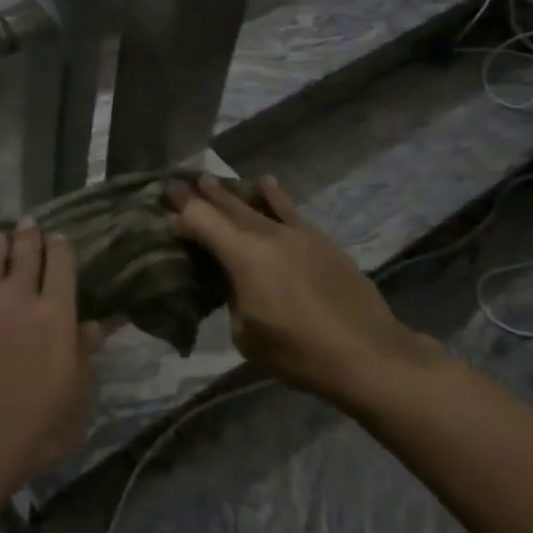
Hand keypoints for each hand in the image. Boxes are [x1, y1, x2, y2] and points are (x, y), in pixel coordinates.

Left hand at [0, 223, 101, 500]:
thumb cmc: (31, 433)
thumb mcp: (76, 401)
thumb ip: (86, 356)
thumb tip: (98, 324)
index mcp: (56, 314)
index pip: (62, 259)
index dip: (61, 244)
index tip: (59, 240)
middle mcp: (18, 294)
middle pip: (26, 245)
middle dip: (30, 233)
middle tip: (29, 229)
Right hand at [169, 175, 441, 406]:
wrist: (368, 354)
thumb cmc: (299, 352)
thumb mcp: (246, 335)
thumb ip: (232, 300)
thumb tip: (234, 285)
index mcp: (242, 256)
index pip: (201, 222)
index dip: (180, 213)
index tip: (164, 204)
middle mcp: (265, 235)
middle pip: (225, 207)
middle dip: (198, 194)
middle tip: (176, 182)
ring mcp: (295, 234)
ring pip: (254, 204)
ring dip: (230, 192)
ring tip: (208, 178)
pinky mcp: (319, 240)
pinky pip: (288, 209)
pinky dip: (273, 195)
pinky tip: (265, 183)